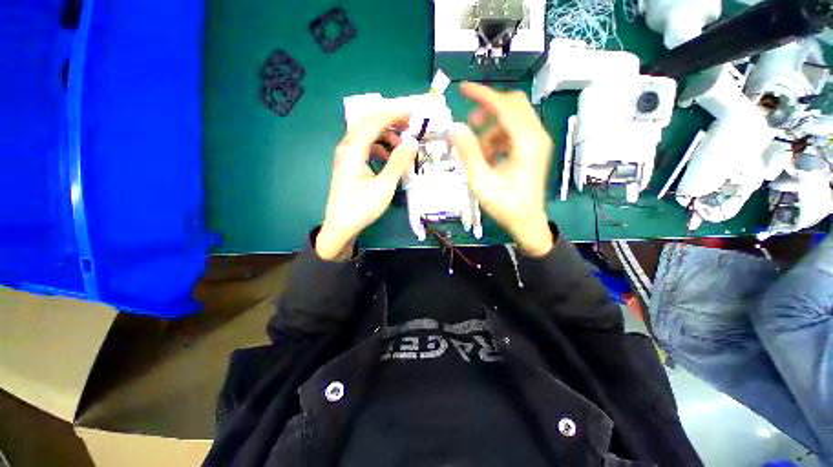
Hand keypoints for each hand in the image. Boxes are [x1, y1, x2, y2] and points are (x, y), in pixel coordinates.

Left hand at [317, 110, 417, 259]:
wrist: (341, 226)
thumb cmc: (362, 207)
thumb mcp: (384, 186)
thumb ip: (398, 162)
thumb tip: (412, 141)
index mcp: (353, 149)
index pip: (375, 121)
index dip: (395, 114)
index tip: (413, 113)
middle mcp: (347, 147)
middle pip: (368, 123)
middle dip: (390, 120)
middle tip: (409, 125)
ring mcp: (346, 156)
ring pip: (366, 135)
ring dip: (384, 135)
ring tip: (401, 145)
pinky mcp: (348, 165)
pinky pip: (364, 147)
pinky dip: (378, 147)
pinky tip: (388, 156)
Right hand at [452, 83, 553, 256]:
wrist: (526, 222)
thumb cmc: (505, 205)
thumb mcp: (481, 180)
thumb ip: (468, 152)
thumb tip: (455, 128)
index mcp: (527, 142)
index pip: (504, 106)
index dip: (483, 95)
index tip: (463, 89)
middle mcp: (536, 136)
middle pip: (513, 106)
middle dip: (488, 110)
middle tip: (469, 123)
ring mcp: (537, 143)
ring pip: (512, 120)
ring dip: (491, 129)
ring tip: (477, 152)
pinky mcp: (533, 150)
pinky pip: (514, 134)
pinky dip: (498, 139)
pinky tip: (488, 157)